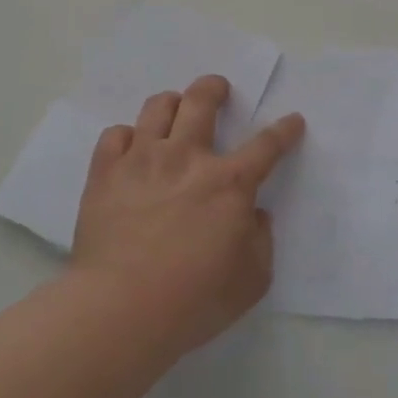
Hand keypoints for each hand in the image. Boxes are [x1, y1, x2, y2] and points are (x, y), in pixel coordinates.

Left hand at [70, 74, 305, 357]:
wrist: (121, 309)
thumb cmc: (194, 300)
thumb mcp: (252, 280)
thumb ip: (261, 241)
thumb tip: (255, 215)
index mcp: (230, 183)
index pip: (267, 145)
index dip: (284, 130)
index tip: (292, 121)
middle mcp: (187, 159)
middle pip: (202, 101)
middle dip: (215, 88)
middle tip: (218, 89)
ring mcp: (143, 161)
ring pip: (157, 108)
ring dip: (172, 104)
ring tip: (174, 110)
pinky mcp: (106, 174)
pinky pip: (114, 135)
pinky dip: (126, 137)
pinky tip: (131, 148)